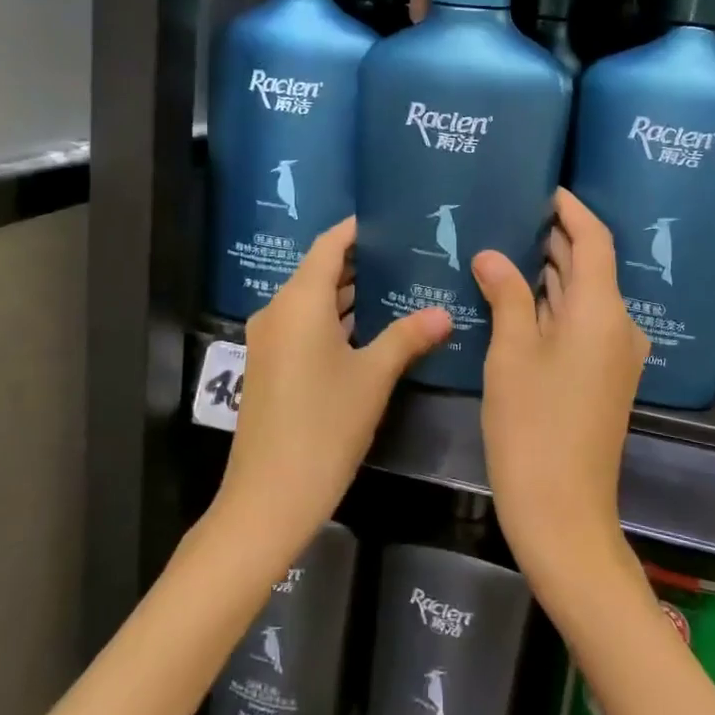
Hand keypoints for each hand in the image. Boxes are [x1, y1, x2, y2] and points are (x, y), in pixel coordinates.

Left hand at [216, 217, 450, 557]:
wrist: (270, 495)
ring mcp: (270, 340)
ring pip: (313, 301)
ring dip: (350, 294)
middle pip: (320, 271)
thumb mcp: (373, 377)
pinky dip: (336, 320)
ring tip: (398, 286)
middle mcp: (278, 311)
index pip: (329, 244)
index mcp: (299, 301)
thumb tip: (445, 313)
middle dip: (362, 262)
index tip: (393, 220)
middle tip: (408, 254)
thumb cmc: (325, 425)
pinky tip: (372, 328)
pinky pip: (305, 326)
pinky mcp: (271, 366)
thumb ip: (408, 337)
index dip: (358, 229)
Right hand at [473, 189, 648, 591]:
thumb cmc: (533, 426)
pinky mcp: (603, 375)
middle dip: (553, 237)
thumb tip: (491, 255)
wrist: (562, 510)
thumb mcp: (511, 354)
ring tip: (504, 244)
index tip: (541, 187)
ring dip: (550, 271)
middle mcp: (619, 324)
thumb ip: (505, 296)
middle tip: (508, 211)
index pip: (594, 238)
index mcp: (603, 311)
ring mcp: (614, 353)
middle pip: (590, 265)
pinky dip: (552, 303)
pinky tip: (515, 296)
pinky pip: (580, 322)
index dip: (570, 209)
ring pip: (583, 295)